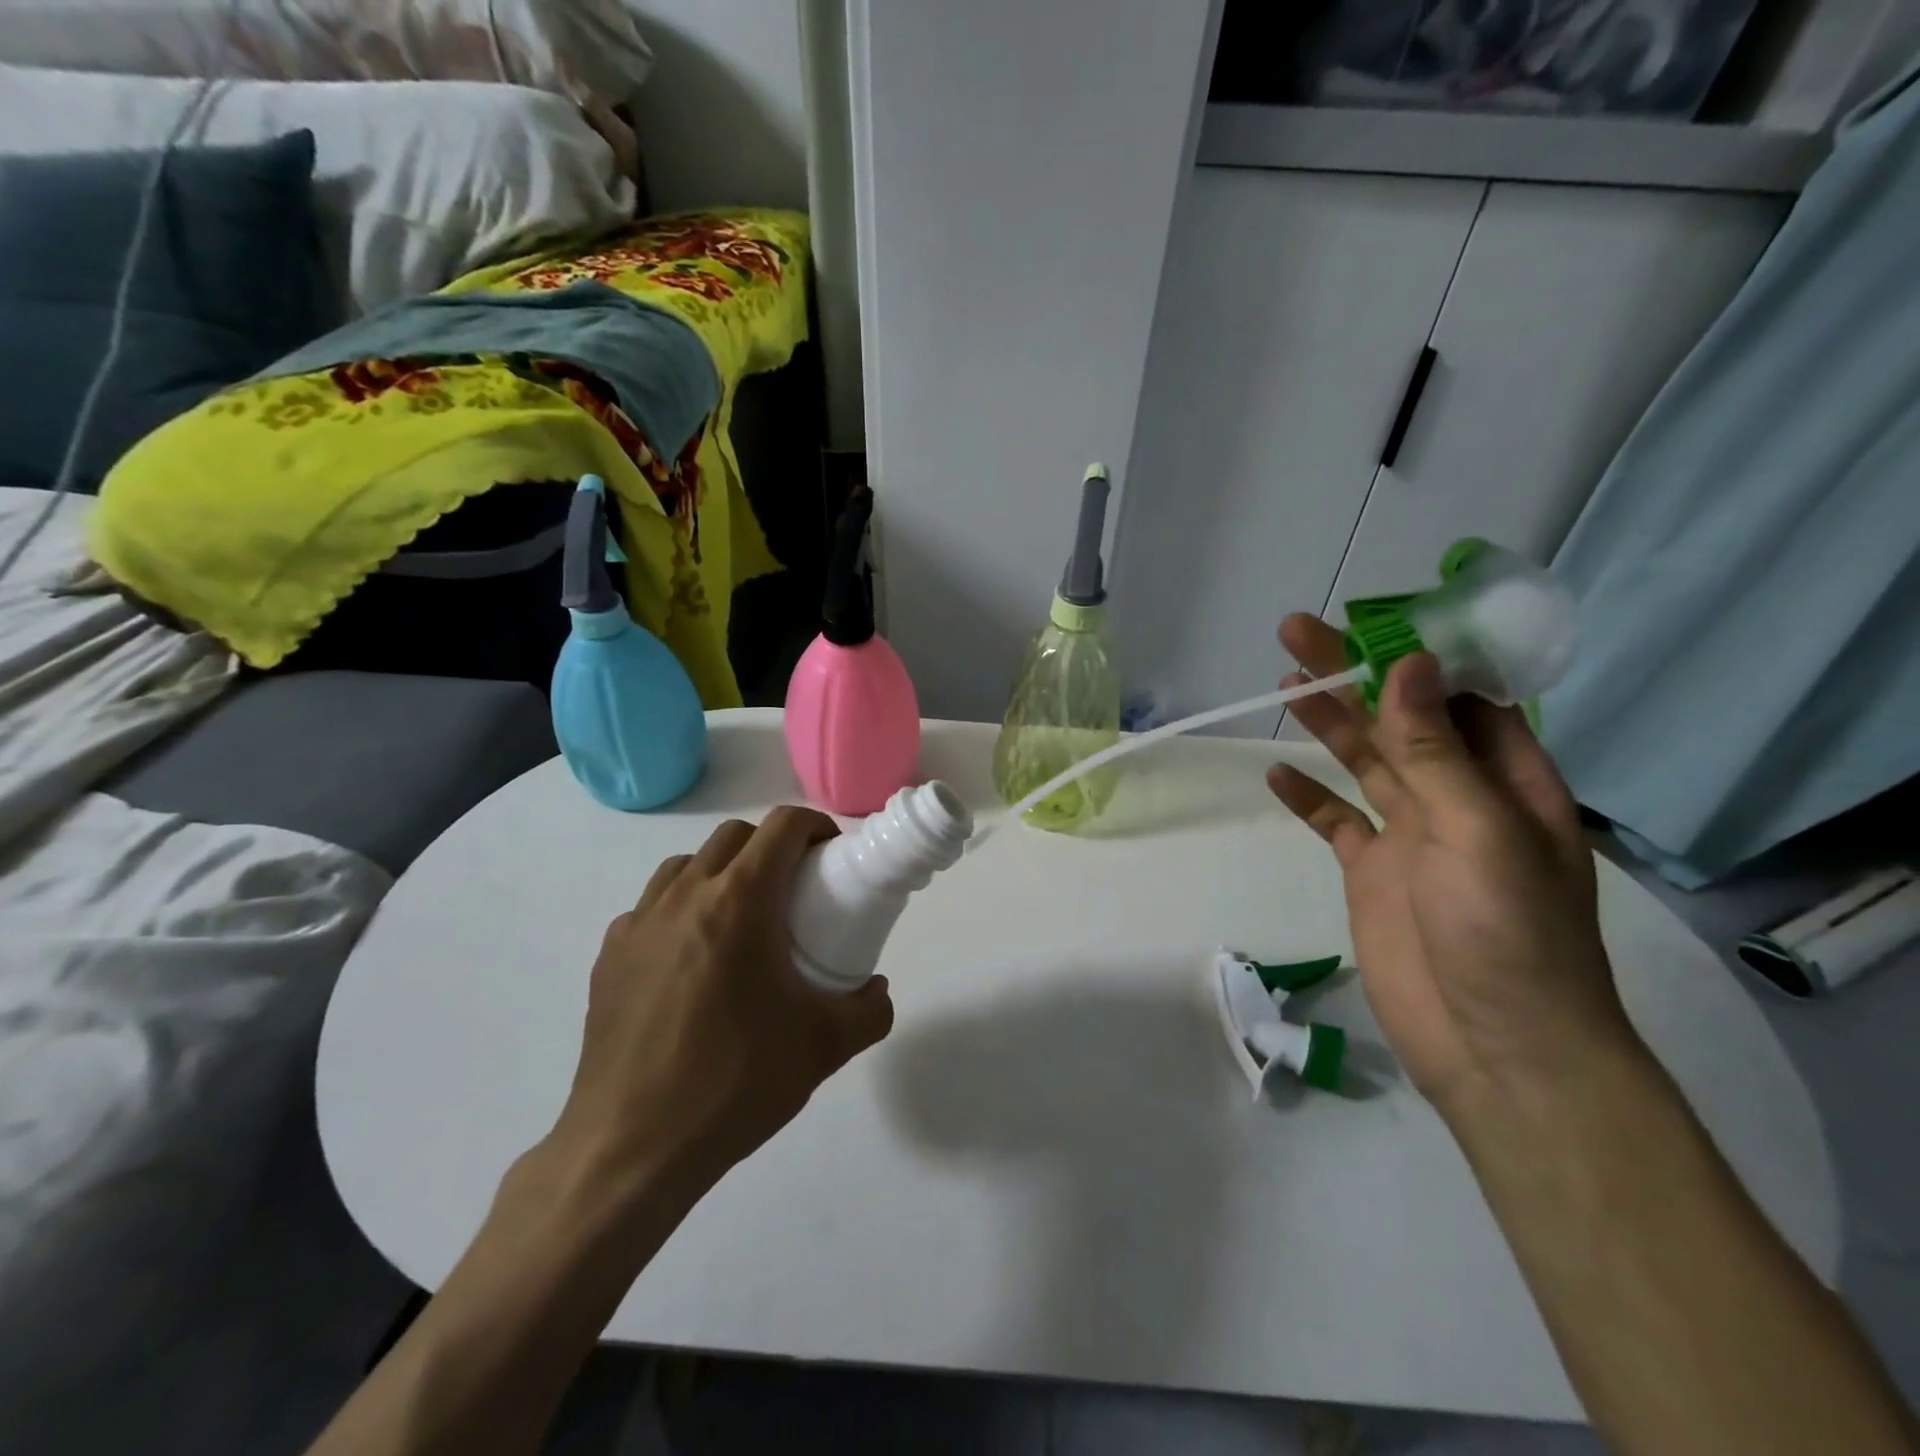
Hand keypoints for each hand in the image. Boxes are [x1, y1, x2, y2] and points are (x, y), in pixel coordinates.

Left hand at [548, 807, 895, 1195]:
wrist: (632, 1149)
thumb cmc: (735, 1084)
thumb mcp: (825, 1047)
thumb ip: (869, 1010)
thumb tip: (876, 989)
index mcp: (738, 903)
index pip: (782, 827)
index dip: (815, 826)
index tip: (832, 855)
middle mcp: (684, 897)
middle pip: (735, 836)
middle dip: (772, 846)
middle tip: (794, 890)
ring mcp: (639, 923)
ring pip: (687, 865)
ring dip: (723, 872)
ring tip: (742, 920)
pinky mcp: (609, 955)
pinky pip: (652, 907)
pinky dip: (682, 910)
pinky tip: (693, 961)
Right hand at [1266, 615, 1639, 1117]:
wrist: (1493, 1046)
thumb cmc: (1507, 935)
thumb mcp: (1478, 832)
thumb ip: (1435, 751)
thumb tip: (1409, 664)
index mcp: (1506, 781)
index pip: (1463, 696)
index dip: (1420, 654)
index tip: (1373, 618)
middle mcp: (1458, 798)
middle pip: (1398, 720)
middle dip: (1353, 675)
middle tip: (1298, 631)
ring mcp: (1411, 835)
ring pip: (1363, 762)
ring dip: (1326, 724)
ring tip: (1285, 683)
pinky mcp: (1371, 871)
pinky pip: (1335, 821)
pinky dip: (1307, 797)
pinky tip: (1275, 775)